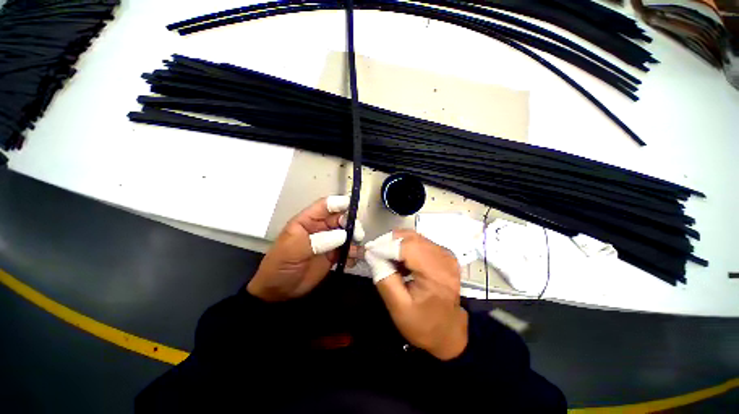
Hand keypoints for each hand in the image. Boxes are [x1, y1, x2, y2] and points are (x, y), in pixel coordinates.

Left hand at [247, 195, 363, 301]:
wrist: (278, 291)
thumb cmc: (280, 264)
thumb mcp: (294, 249)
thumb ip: (318, 240)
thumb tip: (343, 235)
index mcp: (308, 220)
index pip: (325, 205)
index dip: (339, 203)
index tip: (352, 207)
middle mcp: (321, 228)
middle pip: (341, 218)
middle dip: (351, 223)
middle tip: (357, 235)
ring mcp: (329, 242)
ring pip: (348, 234)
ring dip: (355, 239)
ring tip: (354, 251)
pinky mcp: (334, 255)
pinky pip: (349, 250)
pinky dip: (354, 254)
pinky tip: (352, 261)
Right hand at [365, 230, 467, 359]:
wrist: (447, 332)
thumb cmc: (423, 324)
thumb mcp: (398, 307)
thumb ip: (384, 278)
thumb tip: (372, 255)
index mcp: (436, 273)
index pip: (408, 247)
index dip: (386, 245)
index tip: (369, 251)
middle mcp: (444, 258)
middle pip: (411, 238)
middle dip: (389, 241)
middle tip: (374, 251)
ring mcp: (446, 254)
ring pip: (415, 237)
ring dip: (396, 243)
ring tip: (384, 256)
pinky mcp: (444, 254)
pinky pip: (420, 242)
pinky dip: (405, 246)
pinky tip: (398, 259)